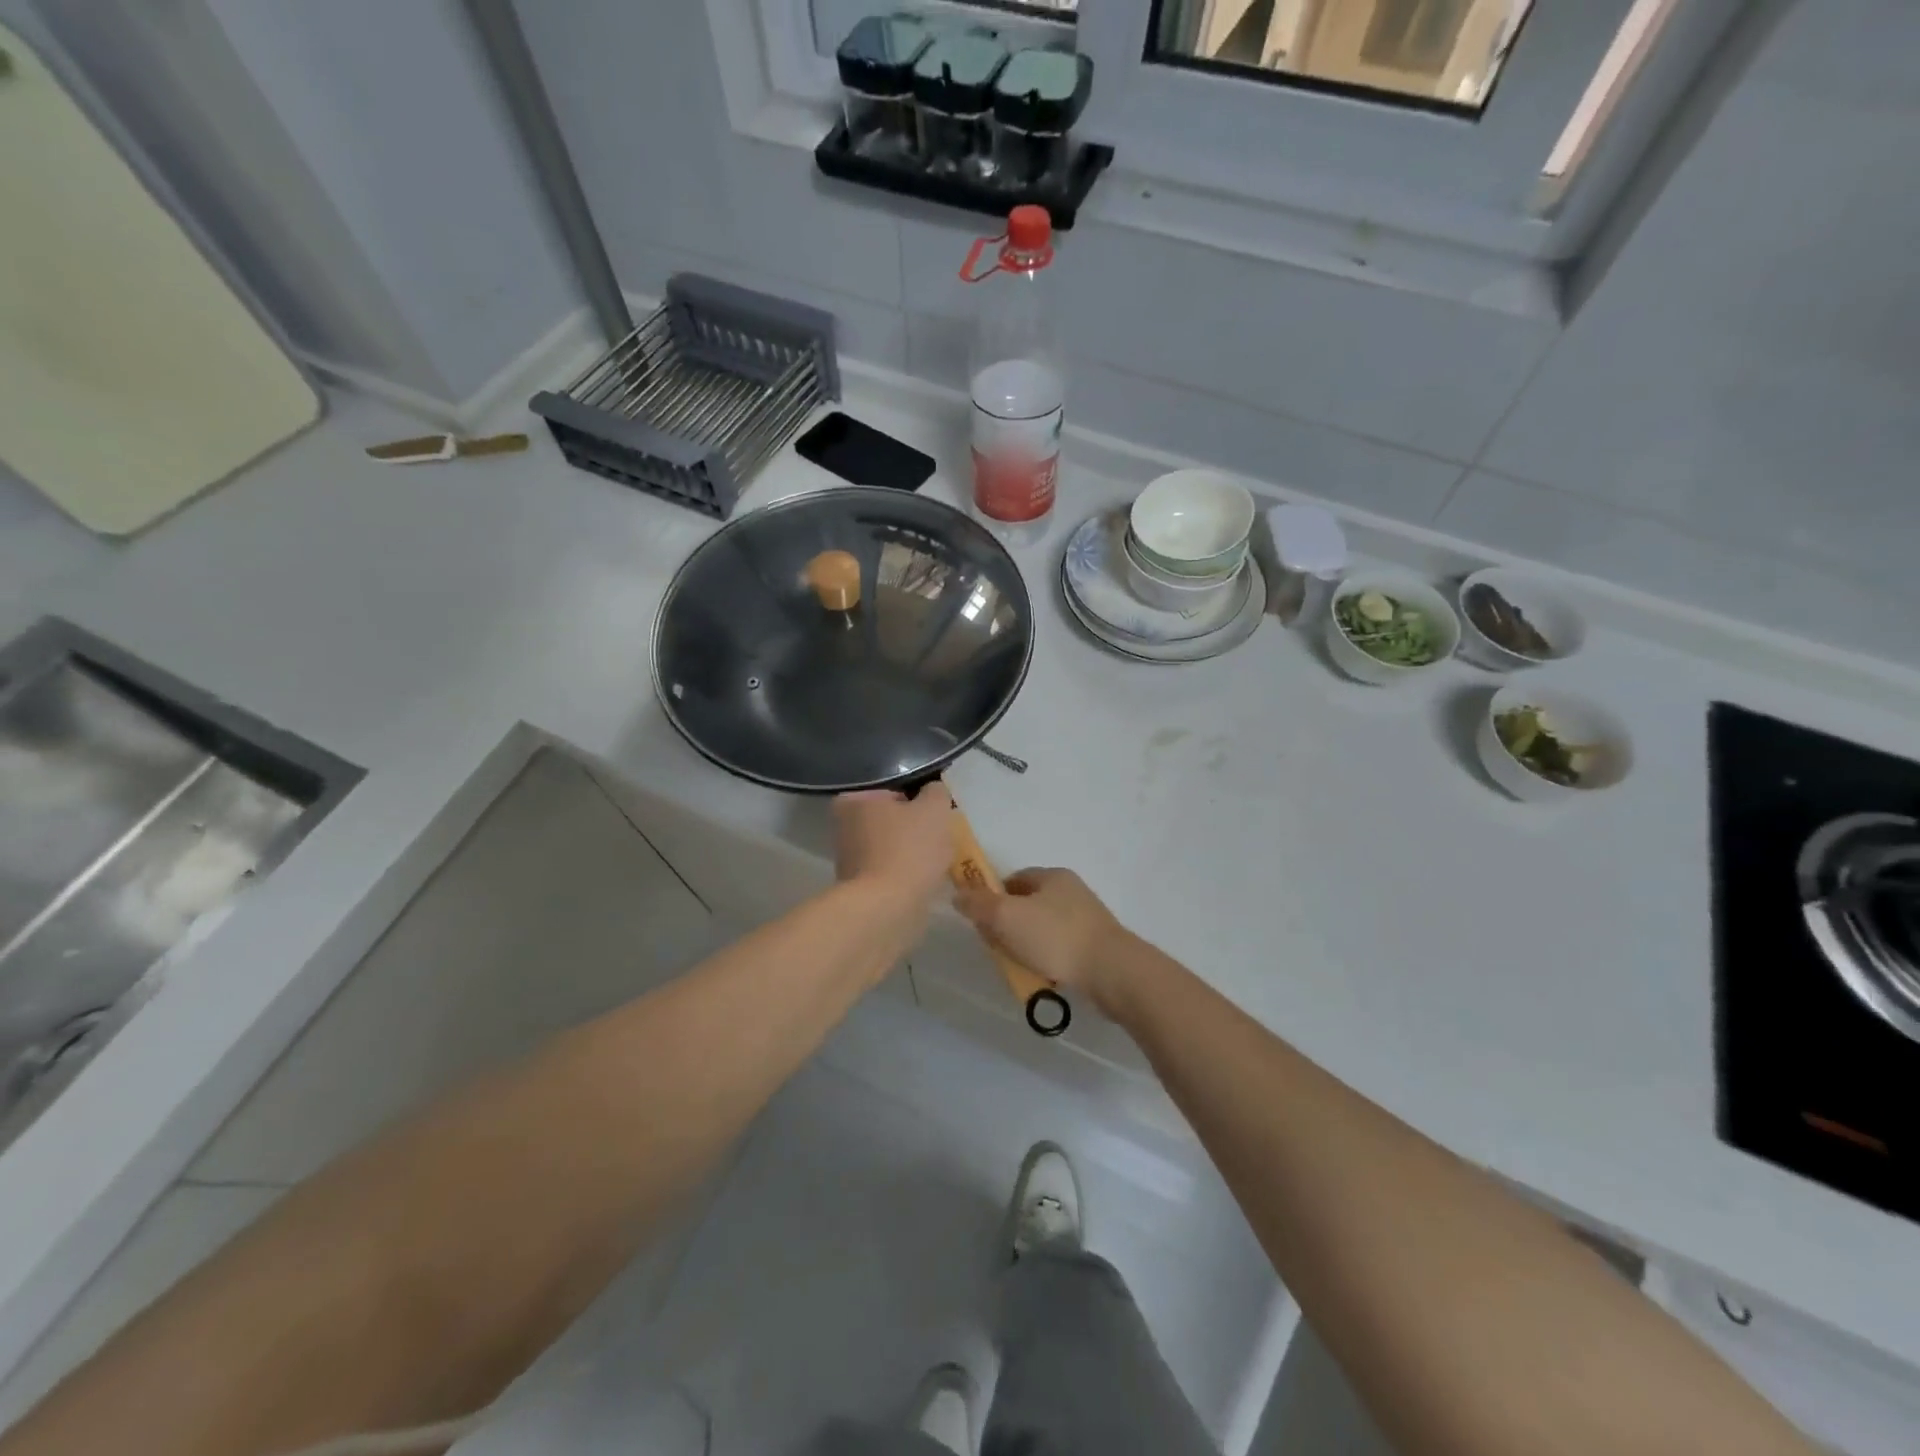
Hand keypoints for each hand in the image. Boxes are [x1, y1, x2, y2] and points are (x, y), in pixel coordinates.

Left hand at [833, 784, 953, 907]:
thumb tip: (933, 792)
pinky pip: (891, 874)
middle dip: (913, 830)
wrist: (888, 908)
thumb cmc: (909, 849)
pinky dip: (907, 877)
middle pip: (890, 822)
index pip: (891, 792)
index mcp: (853, 802)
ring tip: (936, 862)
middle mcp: (843, 828)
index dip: (916, 802)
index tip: (933, 816)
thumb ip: (936, 793)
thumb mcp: (934, 809)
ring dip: (911, 854)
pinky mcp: (860, 889)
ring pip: (891, 849)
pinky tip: (925, 882)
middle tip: (939, 838)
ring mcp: (849, 861)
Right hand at [953, 868, 1131, 1011]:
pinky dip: (1047, 960)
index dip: (992, 897)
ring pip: (1042, 929)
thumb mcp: (1007, 917)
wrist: (1112, 972)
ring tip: (1018, 967)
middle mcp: (1071, 891)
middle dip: (1007, 925)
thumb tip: (958, 894)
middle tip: (996, 947)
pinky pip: (1060, 949)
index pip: (1013, 879)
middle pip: (1027, 905)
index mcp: (1052, 876)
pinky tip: (1041, 977)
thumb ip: (979, 905)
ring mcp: (1086, 919)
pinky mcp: (1095, 946)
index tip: (981, 921)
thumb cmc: (1056, 937)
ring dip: (1026, 945)